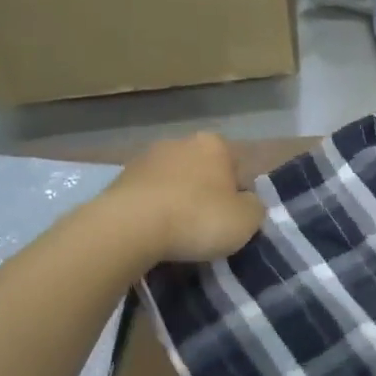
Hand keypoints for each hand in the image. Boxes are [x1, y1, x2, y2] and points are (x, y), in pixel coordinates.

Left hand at [105, 132, 264, 262]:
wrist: (129, 227)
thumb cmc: (198, 218)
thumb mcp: (247, 220)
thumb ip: (255, 207)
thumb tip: (247, 203)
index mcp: (215, 145)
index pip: (237, 169)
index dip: (239, 196)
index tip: (232, 220)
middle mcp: (180, 142)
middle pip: (203, 172)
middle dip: (206, 195)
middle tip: (207, 227)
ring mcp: (146, 158)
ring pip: (174, 183)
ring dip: (178, 201)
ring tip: (177, 234)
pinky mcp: (119, 178)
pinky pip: (148, 196)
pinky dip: (153, 210)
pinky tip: (154, 233)